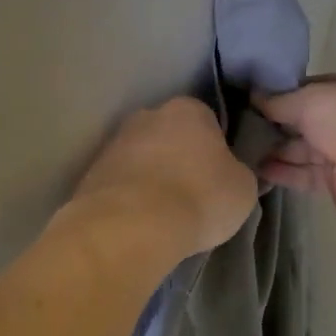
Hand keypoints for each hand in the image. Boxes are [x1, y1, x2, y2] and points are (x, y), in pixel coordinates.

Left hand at [66, 98, 257, 262]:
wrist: (132, 226)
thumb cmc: (199, 197)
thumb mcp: (243, 189)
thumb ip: (238, 173)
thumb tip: (230, 174)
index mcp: (189, 109)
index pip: (209, 121)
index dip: (216, 149)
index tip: (219, 176)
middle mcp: (148, 115)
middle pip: (171, 135)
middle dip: (180, 159)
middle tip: (192, 194)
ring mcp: (114, 142)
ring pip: (142, 158)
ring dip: (152, 177)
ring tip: (163, 214)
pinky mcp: (92, 172)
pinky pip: (121, 182)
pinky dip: (130, 197)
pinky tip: (139, 221)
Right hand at [255, 75, 335, 217]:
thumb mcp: (306, 99)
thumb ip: (278, 101)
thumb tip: (253, 96)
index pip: (309, 90)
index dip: (282, 93)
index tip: (253, 98)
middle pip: (304, 123)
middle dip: (275, 125)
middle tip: (240, 126)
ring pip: (302, 150)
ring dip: (274, 150)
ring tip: (241, 150)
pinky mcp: (334, 182)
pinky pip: (303, 175)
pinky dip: (282, 173)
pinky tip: (255, 170)